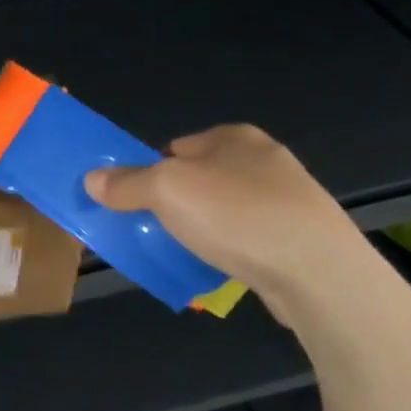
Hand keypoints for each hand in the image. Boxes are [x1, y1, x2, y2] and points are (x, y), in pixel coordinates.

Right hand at [82, 124, 366, 297]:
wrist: (318, 273)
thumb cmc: (237, 215)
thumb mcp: (165, 190)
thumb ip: (126, 183)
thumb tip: (92, 179)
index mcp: (235, 137)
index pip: (176, 146)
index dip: (149, 169)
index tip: (131, 197)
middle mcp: (263, 160)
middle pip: (197, 178)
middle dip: (171, 201)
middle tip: (146, 225)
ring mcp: (286, 200)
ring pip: (221, 210)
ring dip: (198, 228)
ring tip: (177, 250)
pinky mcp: (298, 238)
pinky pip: (244, 239)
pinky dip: (225, 250)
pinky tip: (213, 267)